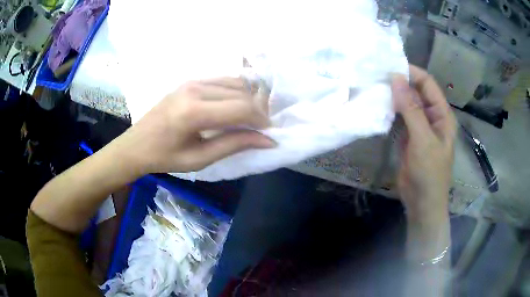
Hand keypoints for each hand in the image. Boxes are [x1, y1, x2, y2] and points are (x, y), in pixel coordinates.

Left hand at [115, 77, 275, 173]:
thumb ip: (234, 145)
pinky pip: (222, 81)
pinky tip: (233, 107)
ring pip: (235, 83)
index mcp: (194, 112)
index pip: (241, 108)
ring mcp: (192, 81)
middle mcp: (195, 89)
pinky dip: (235, 92)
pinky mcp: (190, 81)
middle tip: (259, 129)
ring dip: (247, 100)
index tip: (268, 134)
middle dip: (257, 111)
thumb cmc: (164, 157)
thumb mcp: (199, 159)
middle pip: (241, 93)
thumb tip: (267, 140)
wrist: (136, 145)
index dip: (260, 121)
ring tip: (247, 119)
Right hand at [392, 66, 456, 219]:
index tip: (390, 66)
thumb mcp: (423, 139)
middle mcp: (432, 116)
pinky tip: (378, 105)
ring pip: (407, 104)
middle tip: (378, 75)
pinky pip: (400, 118)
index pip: (428, 84)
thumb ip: (411, 109)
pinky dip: (390, 111)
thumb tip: (396, 78)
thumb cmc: (429, 173)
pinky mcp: (409, 137)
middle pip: (417, 91)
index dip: (411, 73)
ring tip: (375, 86)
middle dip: (400, 83)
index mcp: (442, 114)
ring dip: (394, 96)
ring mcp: (420, 127)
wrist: (422, 202)